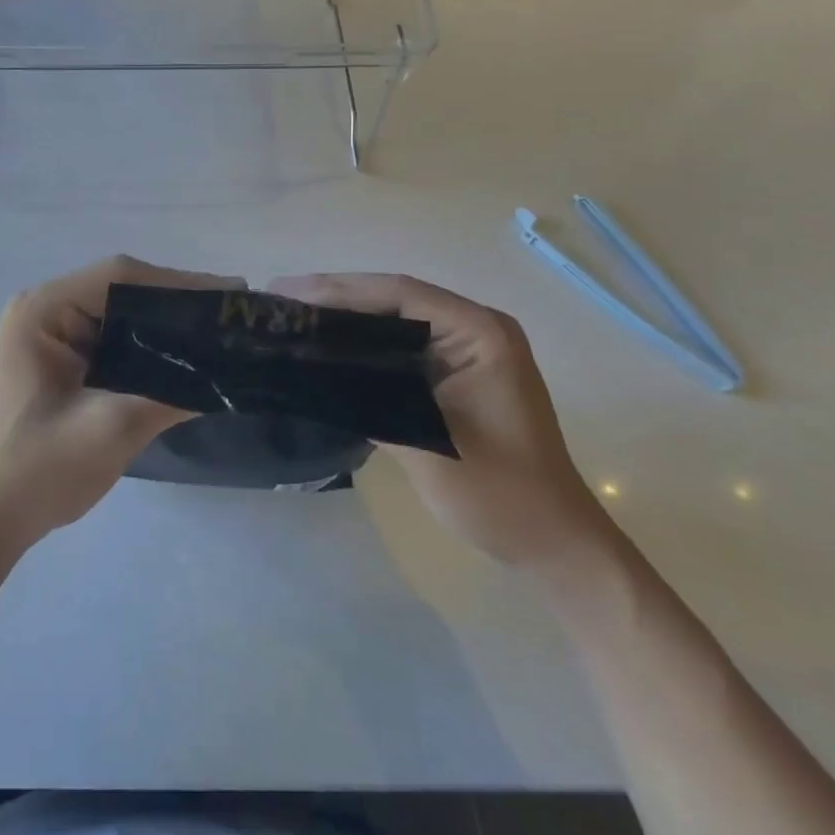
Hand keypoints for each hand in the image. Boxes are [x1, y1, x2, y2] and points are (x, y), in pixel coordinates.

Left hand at [0, 256, 240, 555]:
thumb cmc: (36, 470)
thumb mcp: (109, 430)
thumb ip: (169, 395)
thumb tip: (227, 375)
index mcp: (43, 311)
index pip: (119, 277)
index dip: (178, 282)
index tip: (229, 296)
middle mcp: (45, 311)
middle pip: (122, 289)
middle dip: (177, 302)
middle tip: (231, 315)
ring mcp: (51, 335)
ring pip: (121, 313)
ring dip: (165, 323)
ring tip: (218, 332)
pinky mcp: (62, 361)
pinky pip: (113, 339)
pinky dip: (148, 345)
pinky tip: (184, 358)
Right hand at [271, 273, 610, 567]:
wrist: (554, 545)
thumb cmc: (502, 495)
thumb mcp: (431, 449)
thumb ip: (373, 403)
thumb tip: (312, 374)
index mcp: (480, 334)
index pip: (401, 295)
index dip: (340, 289)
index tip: (289, 293)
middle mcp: (475, 330)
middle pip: (395, 300)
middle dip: (337, 298)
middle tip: (280, 300)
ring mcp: (467, 351)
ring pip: (395, 321)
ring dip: (347, 319)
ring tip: (293, 317)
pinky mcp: (456, 374)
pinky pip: (402, 347)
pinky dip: (364, 346)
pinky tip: (328, 350)